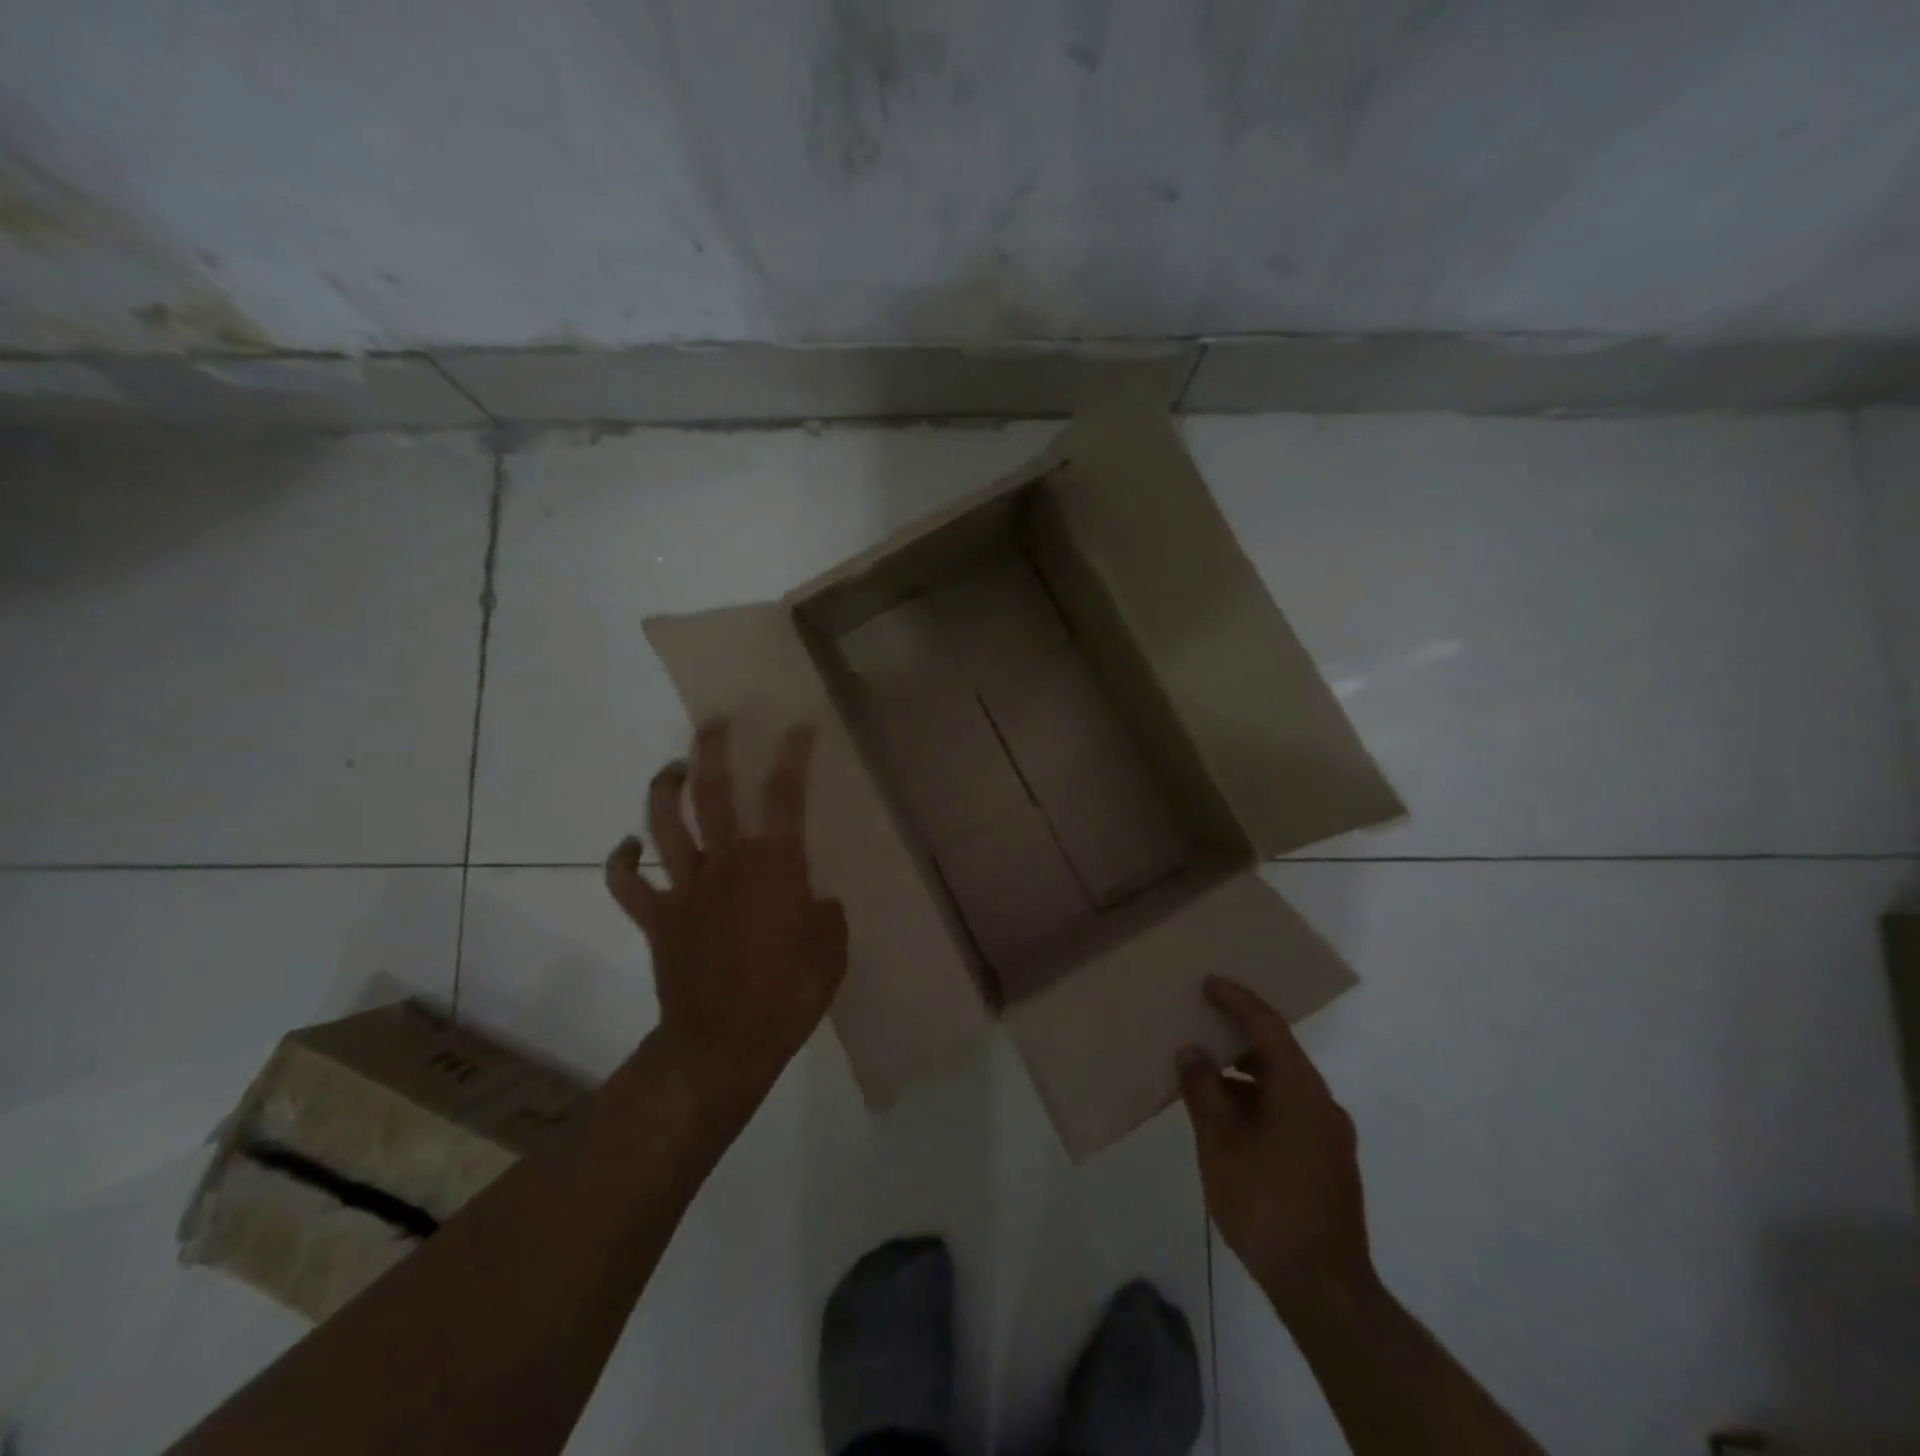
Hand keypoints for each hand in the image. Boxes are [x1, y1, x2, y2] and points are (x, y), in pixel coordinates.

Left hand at [605, 721, 847, 1125]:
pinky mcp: (658, 919)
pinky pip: (628, 884)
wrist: (722, 1045)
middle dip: (714, 752)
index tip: (798, 728)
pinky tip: (628, 846)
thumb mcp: (832, 952)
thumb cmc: (788, 996)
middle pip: (713, 794)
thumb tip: (812, 902)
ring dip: (665, 791)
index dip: (793, 757)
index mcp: (775, 867)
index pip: (785, 797)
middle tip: (715, 725)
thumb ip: (825, 916)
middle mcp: (726, 864)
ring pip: (665, 826)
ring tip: (673, 769)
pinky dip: (622, 862)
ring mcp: (685, 889)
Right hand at [1178, 976, 1375, 1313]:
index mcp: (1300, 1088)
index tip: (1209, 982)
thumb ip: (1203, 1090)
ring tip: (1206, 1073)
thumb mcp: (1220, 1143)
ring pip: (1284, 1083)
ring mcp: (1330, 1133)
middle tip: (1201, 1022)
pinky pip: (1290, 1109)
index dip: (1236, 1000)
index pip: (1267, 1026)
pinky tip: (1230, 1118)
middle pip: (1278, 1051)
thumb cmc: (1266, 1204)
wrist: (1324, 1288)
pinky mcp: (1329, 1160)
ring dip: (1246, 1073)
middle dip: (1238, 1035)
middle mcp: (1322, 1101)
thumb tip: (1192, 1053)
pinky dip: (1259, 1100)